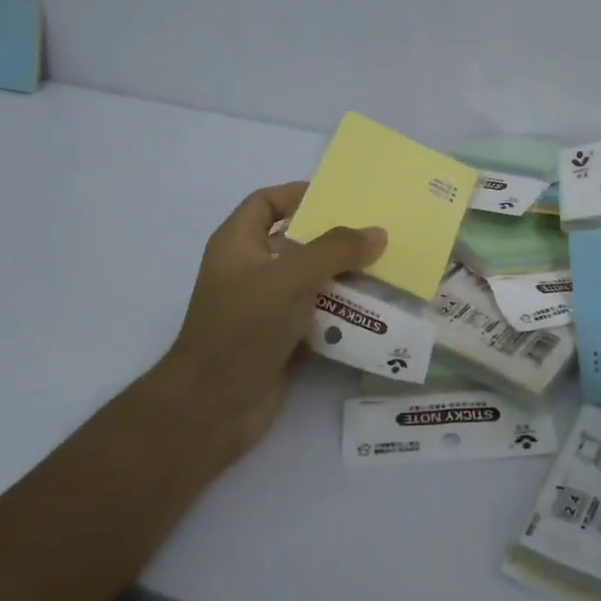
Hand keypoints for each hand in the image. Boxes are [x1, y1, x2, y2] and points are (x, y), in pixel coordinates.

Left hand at [158, 182, 385, 464]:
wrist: (214, 406)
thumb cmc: (243, 328)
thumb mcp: (290, 278)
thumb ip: (335, 250)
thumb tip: (377, 233)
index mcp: (238, 244)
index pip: (267, 203)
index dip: (299, 194)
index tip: (342, 198)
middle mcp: (250, 270)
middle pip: (296, 241)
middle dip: (335, 238)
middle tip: (377, 234)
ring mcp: (265, 306)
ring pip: (311, 279)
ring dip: (345, 275)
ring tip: (386, 269)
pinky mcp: (281, 337)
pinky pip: (317, 313)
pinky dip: (342, 310)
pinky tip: (374, 309)